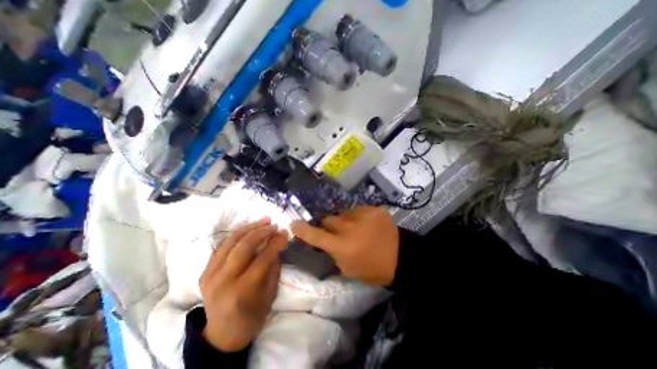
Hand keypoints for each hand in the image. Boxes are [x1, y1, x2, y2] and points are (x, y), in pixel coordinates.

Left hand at [197, 218, 284, 351]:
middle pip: (243, 247)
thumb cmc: (252, 317)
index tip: (285, 233)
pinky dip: (237, 235)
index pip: (262, 259)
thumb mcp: (270, 294)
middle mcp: (223, 281)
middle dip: (261, 232)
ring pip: (230, 242)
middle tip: (274, 225)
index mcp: (242, 291)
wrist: (222, 335)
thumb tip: (277, 243)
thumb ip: (274, 267)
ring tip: (263, 221)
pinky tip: (249, 229)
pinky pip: (222, 246)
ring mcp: (210, 275)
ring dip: (249, 228)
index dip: (276, 243)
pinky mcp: (205, 271)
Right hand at [291, 207, 399, 286]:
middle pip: (328, 219)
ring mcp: (362, 215)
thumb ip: (333, 252)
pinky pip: (358, 210)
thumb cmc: (372, 268)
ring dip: (346, 222)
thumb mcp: (347, 269)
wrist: (400, 257)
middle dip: (329, 226)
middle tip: (338, 233)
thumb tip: (325, 241)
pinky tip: (368, 225)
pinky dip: (359, 217)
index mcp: (341, 246)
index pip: (315, 235)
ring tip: (357, 230)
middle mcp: (349, 228)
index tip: (294, 224)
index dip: (302, 230)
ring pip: (343, 214)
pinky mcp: (373, 209)